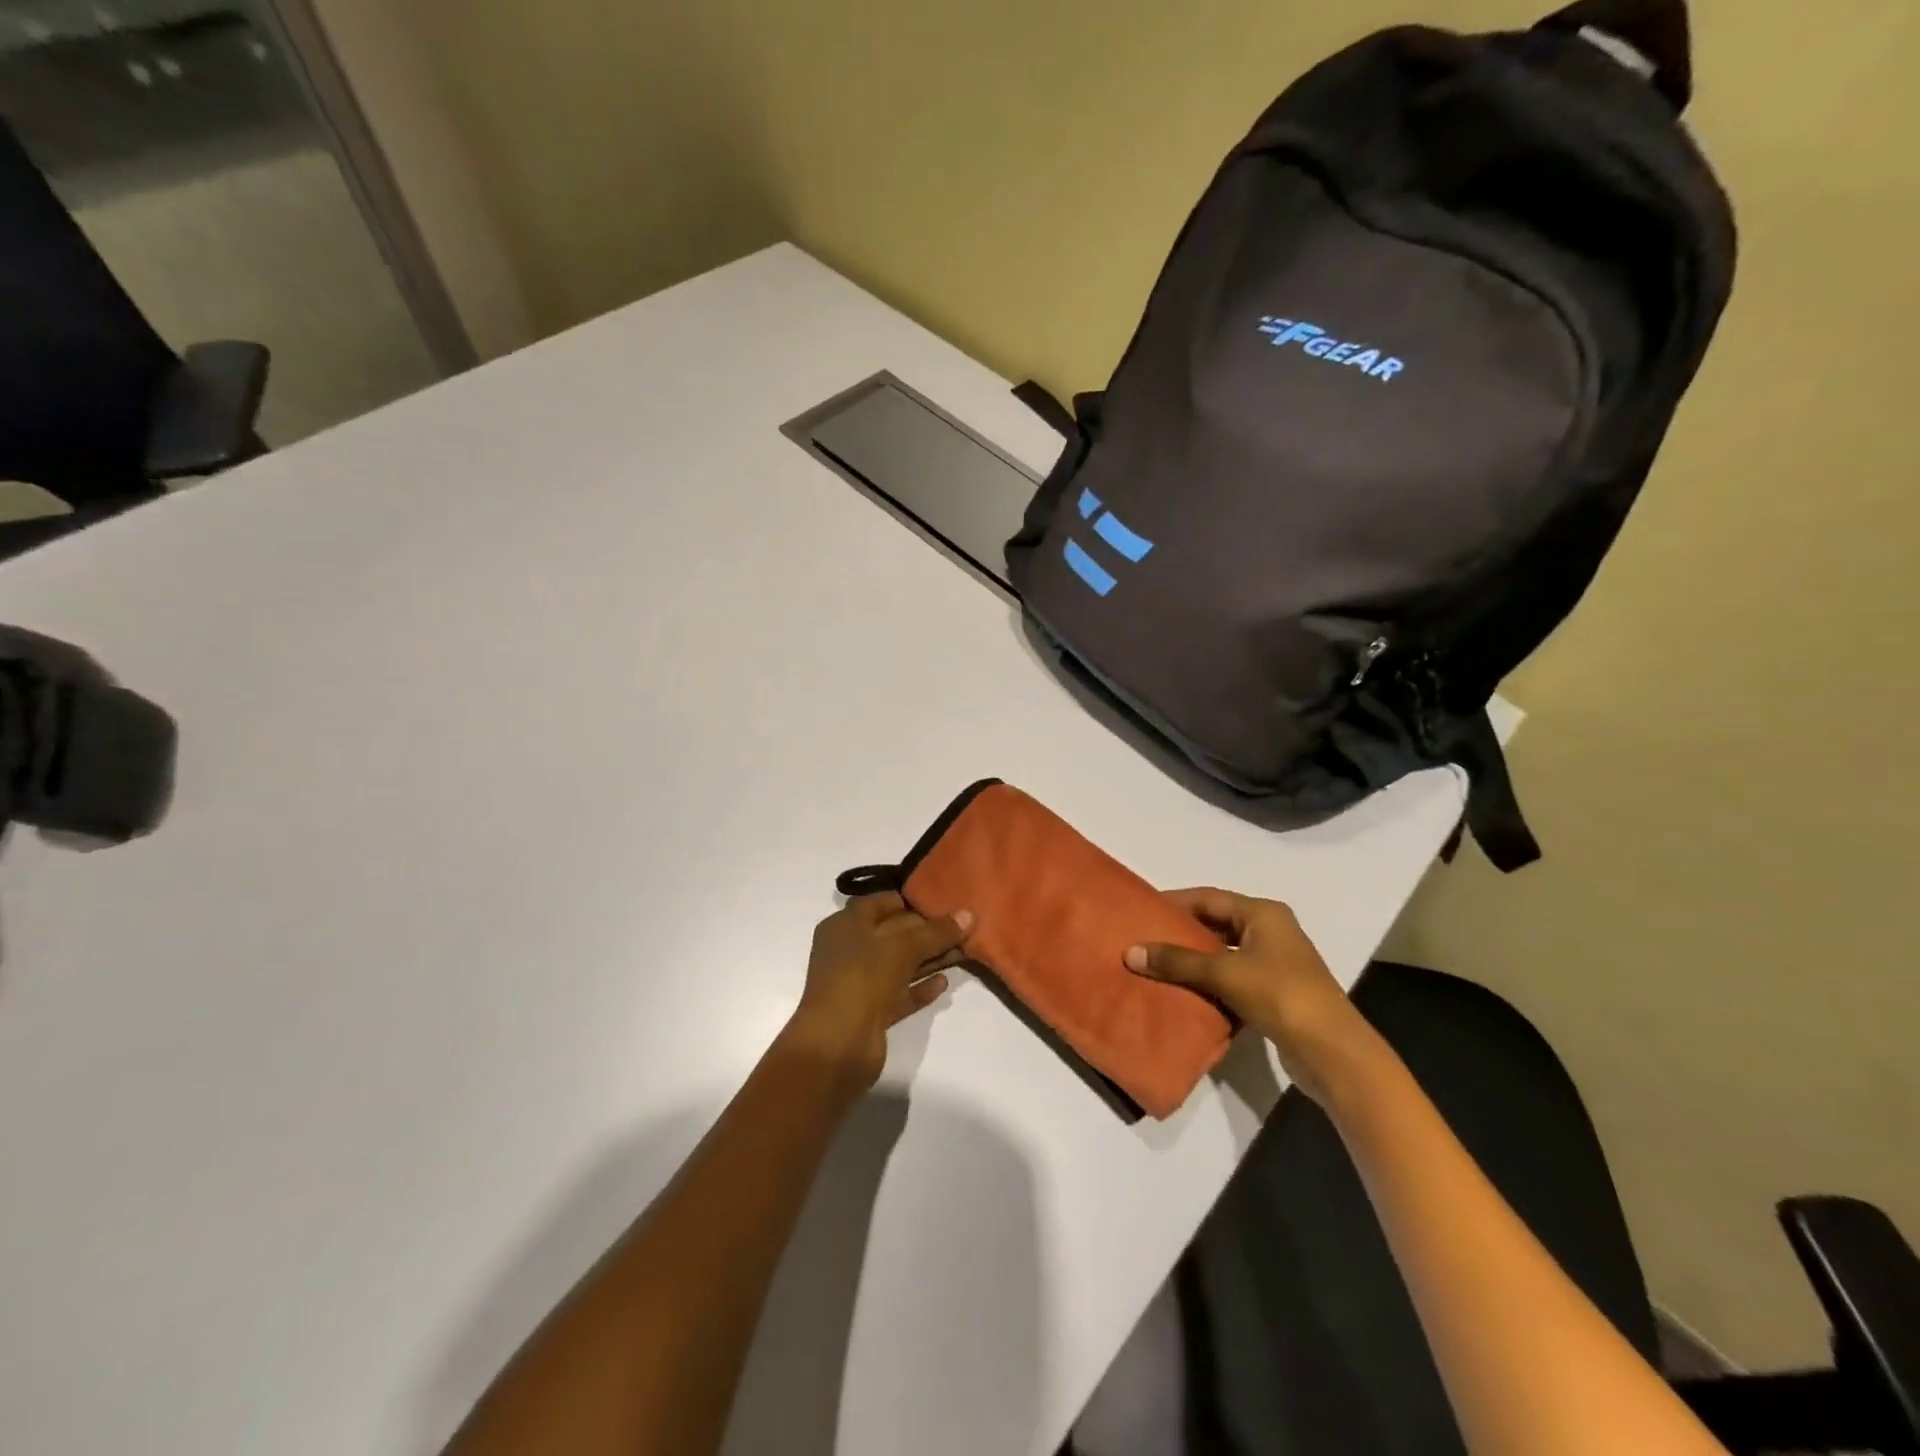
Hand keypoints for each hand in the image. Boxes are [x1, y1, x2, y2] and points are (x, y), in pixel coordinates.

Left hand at [784, 893, 971, 1093]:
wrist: (837, 1045)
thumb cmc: (862, 978)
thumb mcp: (903, 947)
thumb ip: (937, 931)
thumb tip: (968, 914)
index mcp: (845, 925)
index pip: (881, 903)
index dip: (912, 901)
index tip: (945, 903)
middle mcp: (849, 950)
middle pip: (893, 933)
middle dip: (926, 931)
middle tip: (962, 927)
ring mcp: (858, 983)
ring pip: (899, 964)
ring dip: (928, 959)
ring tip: (963, 952)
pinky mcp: (870, 1013)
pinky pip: (900, 993)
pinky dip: (920, 987)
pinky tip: (945, 983)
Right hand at [1125, 888, 1372, 1102]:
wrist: (1332, 1051)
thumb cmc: (1280, 994)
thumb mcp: (1223, 972)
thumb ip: (1177, 961)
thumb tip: (1130, 952)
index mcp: (1263, 913)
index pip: (1209, 897)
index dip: (1175, 901)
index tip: (1143, 909)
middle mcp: (1271, 930)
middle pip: (1216, 922)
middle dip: (1181, 930)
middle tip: (1145, 937)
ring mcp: (1275, 962)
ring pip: (1224, 951)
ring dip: (1194, 958)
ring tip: (1156, 963)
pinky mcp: (1275, 991)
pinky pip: (1232, 976)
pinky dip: (1209, 980)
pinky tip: (1184, 990)